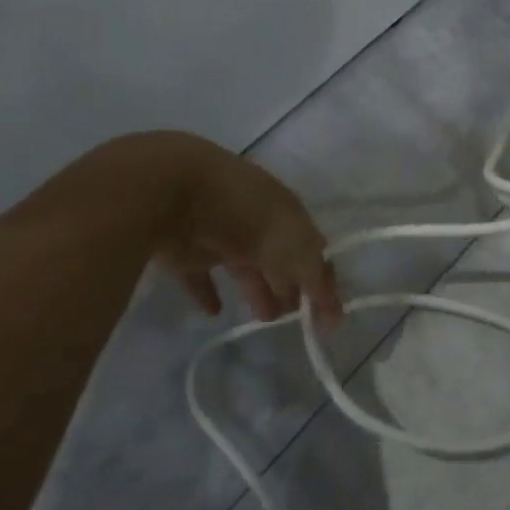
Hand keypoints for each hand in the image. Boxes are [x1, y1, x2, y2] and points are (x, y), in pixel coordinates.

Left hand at [160, 137, 341, 328]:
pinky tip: (214, 312)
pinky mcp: (185, 250)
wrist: (174, 191)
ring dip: (258, 290)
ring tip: (265, 318)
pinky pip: (200, 276)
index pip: (313, 248)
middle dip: (291, 285)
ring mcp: (220, 234)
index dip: (322, 279)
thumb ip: (316, 280)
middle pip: (280, 258)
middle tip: (294, 317)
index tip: (326, 316)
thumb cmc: (246, 215)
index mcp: (288, 212)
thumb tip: (335, 314)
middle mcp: (258, 221)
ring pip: (245, 266)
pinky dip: (208, 293)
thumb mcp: (294, 246)